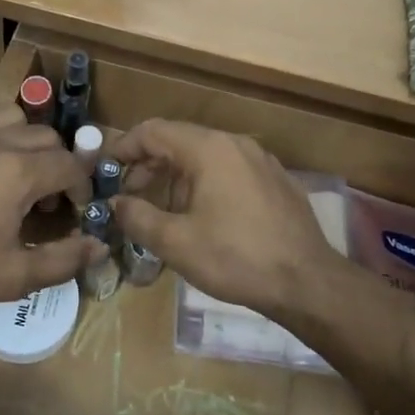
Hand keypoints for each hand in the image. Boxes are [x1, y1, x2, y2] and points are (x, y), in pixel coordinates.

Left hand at [0, 101, 103, 312]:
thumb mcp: (15, 276)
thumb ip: (64, 260)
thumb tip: (100, 247)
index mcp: (21, 172)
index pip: (70, 166)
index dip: (80, 186)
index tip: (72, 207)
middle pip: (45, 136)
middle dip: (54, 163)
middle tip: (42, 195)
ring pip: (8, 115)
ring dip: (20, 138)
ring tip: (9, 166)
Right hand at [106, 120, 339, 318]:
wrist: (308, 283)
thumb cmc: (236, 258)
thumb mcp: (176, 243)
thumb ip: (137, 217)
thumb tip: (116, 204)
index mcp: (208, 149)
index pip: (153, 131)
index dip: (124, 147)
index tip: (106, 170)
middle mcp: (234, 144)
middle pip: (179, 140)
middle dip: (149, 164)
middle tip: (129, 194)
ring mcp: (260, 160)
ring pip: (205, 155)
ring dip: (176, 175)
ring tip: (163, 209)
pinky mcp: (276, 180)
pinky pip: (229, 169)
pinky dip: (205, 181)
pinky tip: (203, 215)